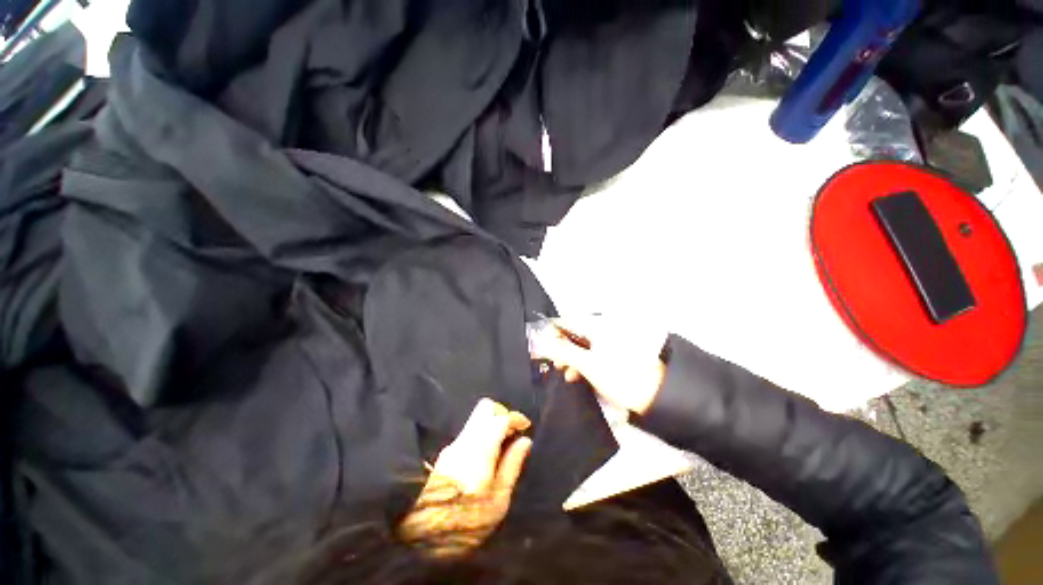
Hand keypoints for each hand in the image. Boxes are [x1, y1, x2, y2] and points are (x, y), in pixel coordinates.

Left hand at [399, 399, 531, 554]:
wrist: (422, 536)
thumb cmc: (466, 523)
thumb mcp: (498, 501)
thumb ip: (512, 466)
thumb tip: (525, 441)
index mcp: (480, 449)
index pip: (500, 416)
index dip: (516, 418)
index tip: (526, 427)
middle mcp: (465, 439)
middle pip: (485, 408)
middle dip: (503, 415)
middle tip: (513, 434)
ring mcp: (453, 444)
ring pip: (477, 419)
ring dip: (493, 425)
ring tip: (503, 447)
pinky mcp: (446, 453)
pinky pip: (470, 431)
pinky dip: (483, 434)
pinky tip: (488, 456)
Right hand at [530, 316, 667, 414]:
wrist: (655, 396)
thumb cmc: (620, 377)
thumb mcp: (588, 364)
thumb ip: (563, 351)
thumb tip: (542, 341)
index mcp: (597, 327)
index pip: (566, 322)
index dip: (551, 332)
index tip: (539, 345)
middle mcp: (602, 330)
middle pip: (573, 334)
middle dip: (560, 348)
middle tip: (554, 363)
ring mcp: (608, 343)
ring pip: (581, 345)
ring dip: (570, 358)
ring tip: (567, 374)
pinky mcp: (612, 355)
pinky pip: (591, 354)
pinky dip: (582, 363)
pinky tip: (578, 376)